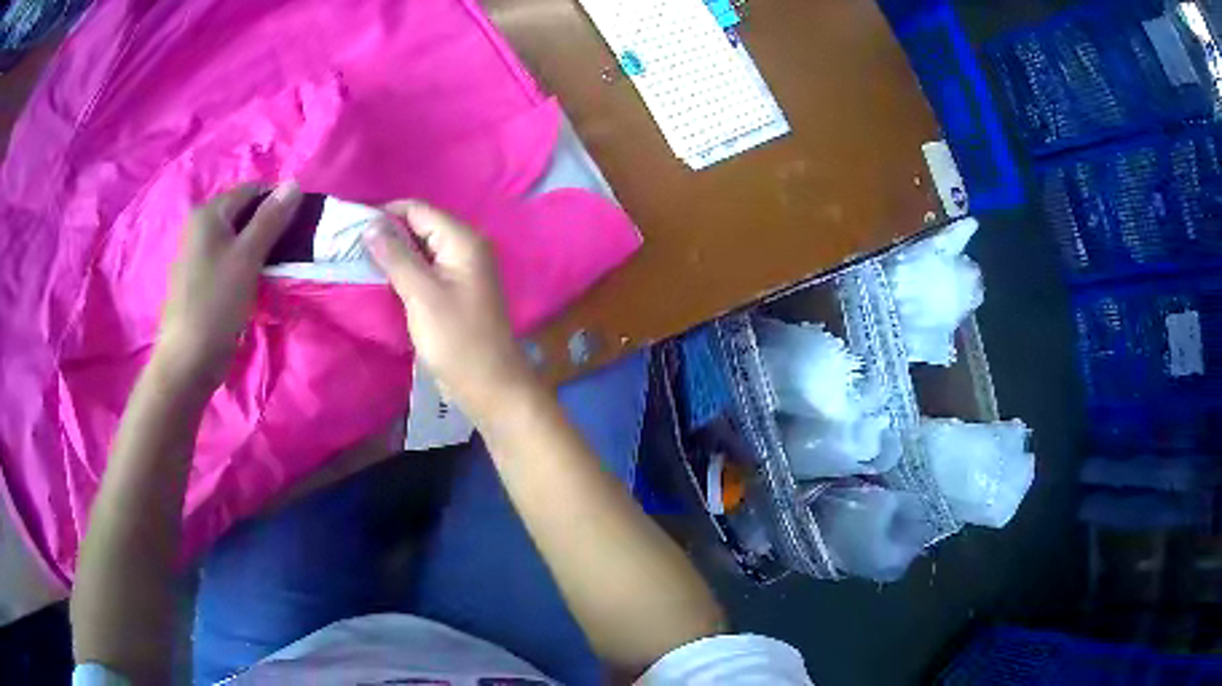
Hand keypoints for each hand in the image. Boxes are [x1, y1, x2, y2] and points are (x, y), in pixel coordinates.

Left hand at [155, 181, 301, 386]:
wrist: (188, 360)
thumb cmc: (216, 303)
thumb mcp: (248, 257)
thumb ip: (271, 219)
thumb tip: (294, 183)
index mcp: (208, 214)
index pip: (251, 190)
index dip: (277, 201)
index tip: (299, 223)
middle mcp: (199, 227)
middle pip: (242, 214)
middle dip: (267, 226)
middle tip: (290, 247)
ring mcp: (196, 255)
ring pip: (235, 239)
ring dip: (257, 248)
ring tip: (276, 266)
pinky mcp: (199, 279)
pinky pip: (227, 260)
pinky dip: (244, 265)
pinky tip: (255, 282)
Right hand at [362, 201, 535, 418]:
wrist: (489, 384)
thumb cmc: (456, 339)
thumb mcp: (421, 295)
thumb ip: (396, 257)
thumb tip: (370, 226)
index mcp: (462, 240)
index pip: (418, 210)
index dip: (385, 214)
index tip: (353, 229)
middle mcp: (466, 247)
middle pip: (421, 226)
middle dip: (388, 234)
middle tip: (352, 248)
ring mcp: (463, 270)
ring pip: (422, 249)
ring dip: (394, 254)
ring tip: (361, 262)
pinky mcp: (457, 291)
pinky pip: (427, 270)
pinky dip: (406, 271)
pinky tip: (384, 281)